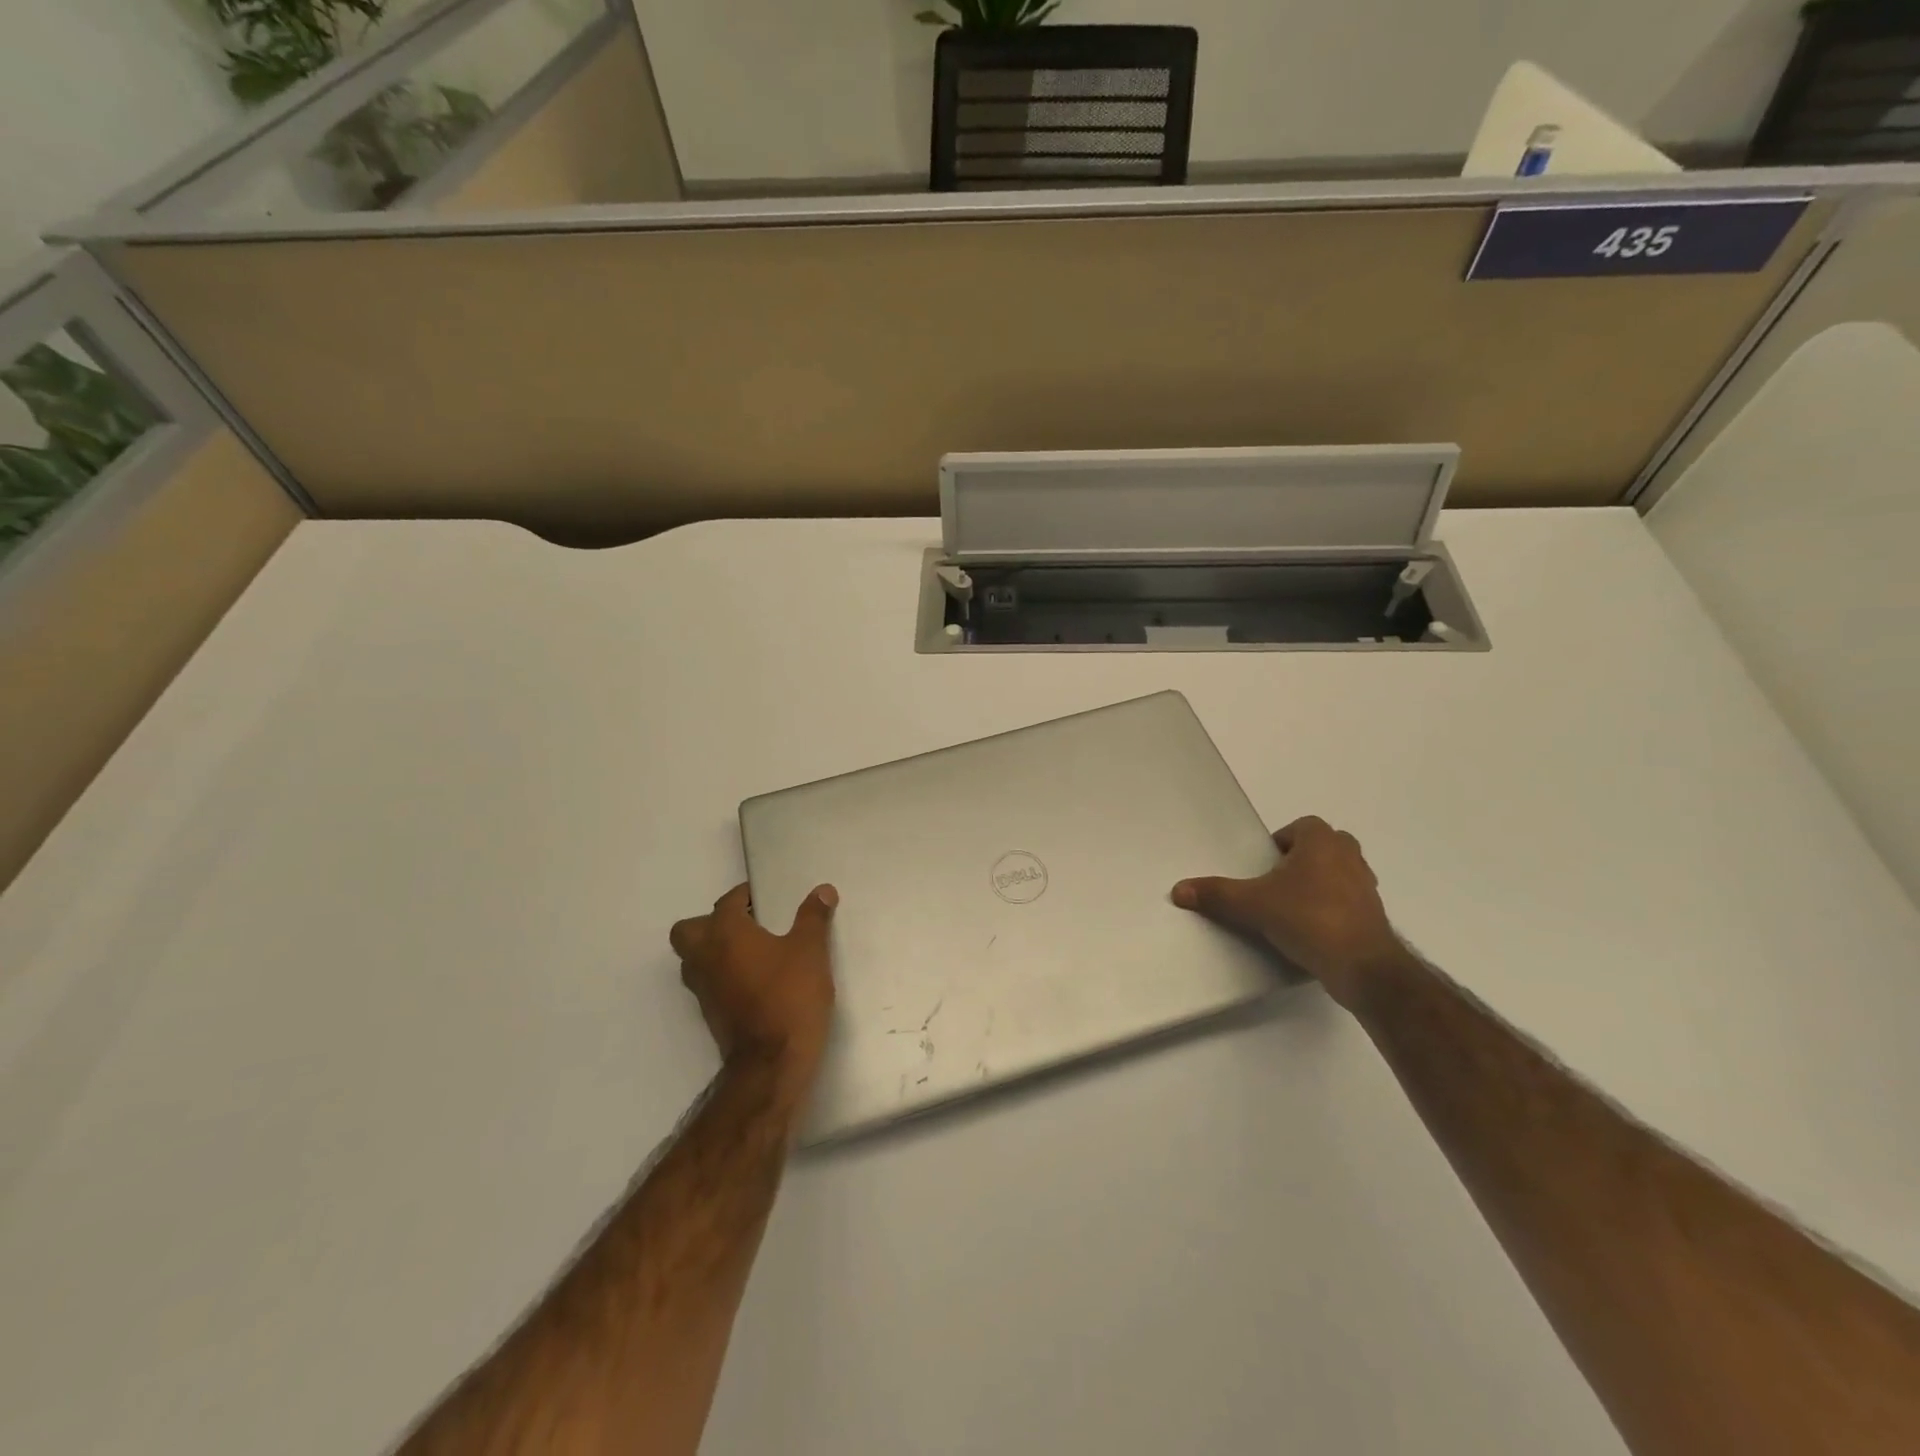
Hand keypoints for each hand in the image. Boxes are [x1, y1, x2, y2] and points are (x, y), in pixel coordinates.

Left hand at [670, 883, 838, 1078]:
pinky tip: (753, 980)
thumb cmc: (790, 996)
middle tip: (746, 924)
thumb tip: (823, 890)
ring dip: (713, 950)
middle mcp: (705, 957)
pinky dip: (722, 975)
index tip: (765, 897)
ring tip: (750, 951)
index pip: (727, 903)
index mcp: (726, 933)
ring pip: (694, 959)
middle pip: (689, 930)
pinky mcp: (710, 1015)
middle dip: (711, 922)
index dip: (745, 896)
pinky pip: (707, 983)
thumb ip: (813, 918)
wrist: (772, 1063)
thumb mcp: (810, 951)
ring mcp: (703, 989)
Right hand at [1172, 816, 1404, 1009]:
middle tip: (1275, 882)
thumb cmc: (1309, 919)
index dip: (1281, 841)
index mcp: (1323, 842)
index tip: (1264, 864)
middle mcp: (1350, 856)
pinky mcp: (1374, 915)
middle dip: (1300, 860)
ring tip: (1290, 907)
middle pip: (1322, 846)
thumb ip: (1217, 894)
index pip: (1301, 826)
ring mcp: (1367, 886)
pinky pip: (1347, 901)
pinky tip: (1310, 930)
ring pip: (1338, 873)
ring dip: (1317, 883)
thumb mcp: (1253, 905)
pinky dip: (1331, 908)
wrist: (1363, 967)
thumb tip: (1178, 889)